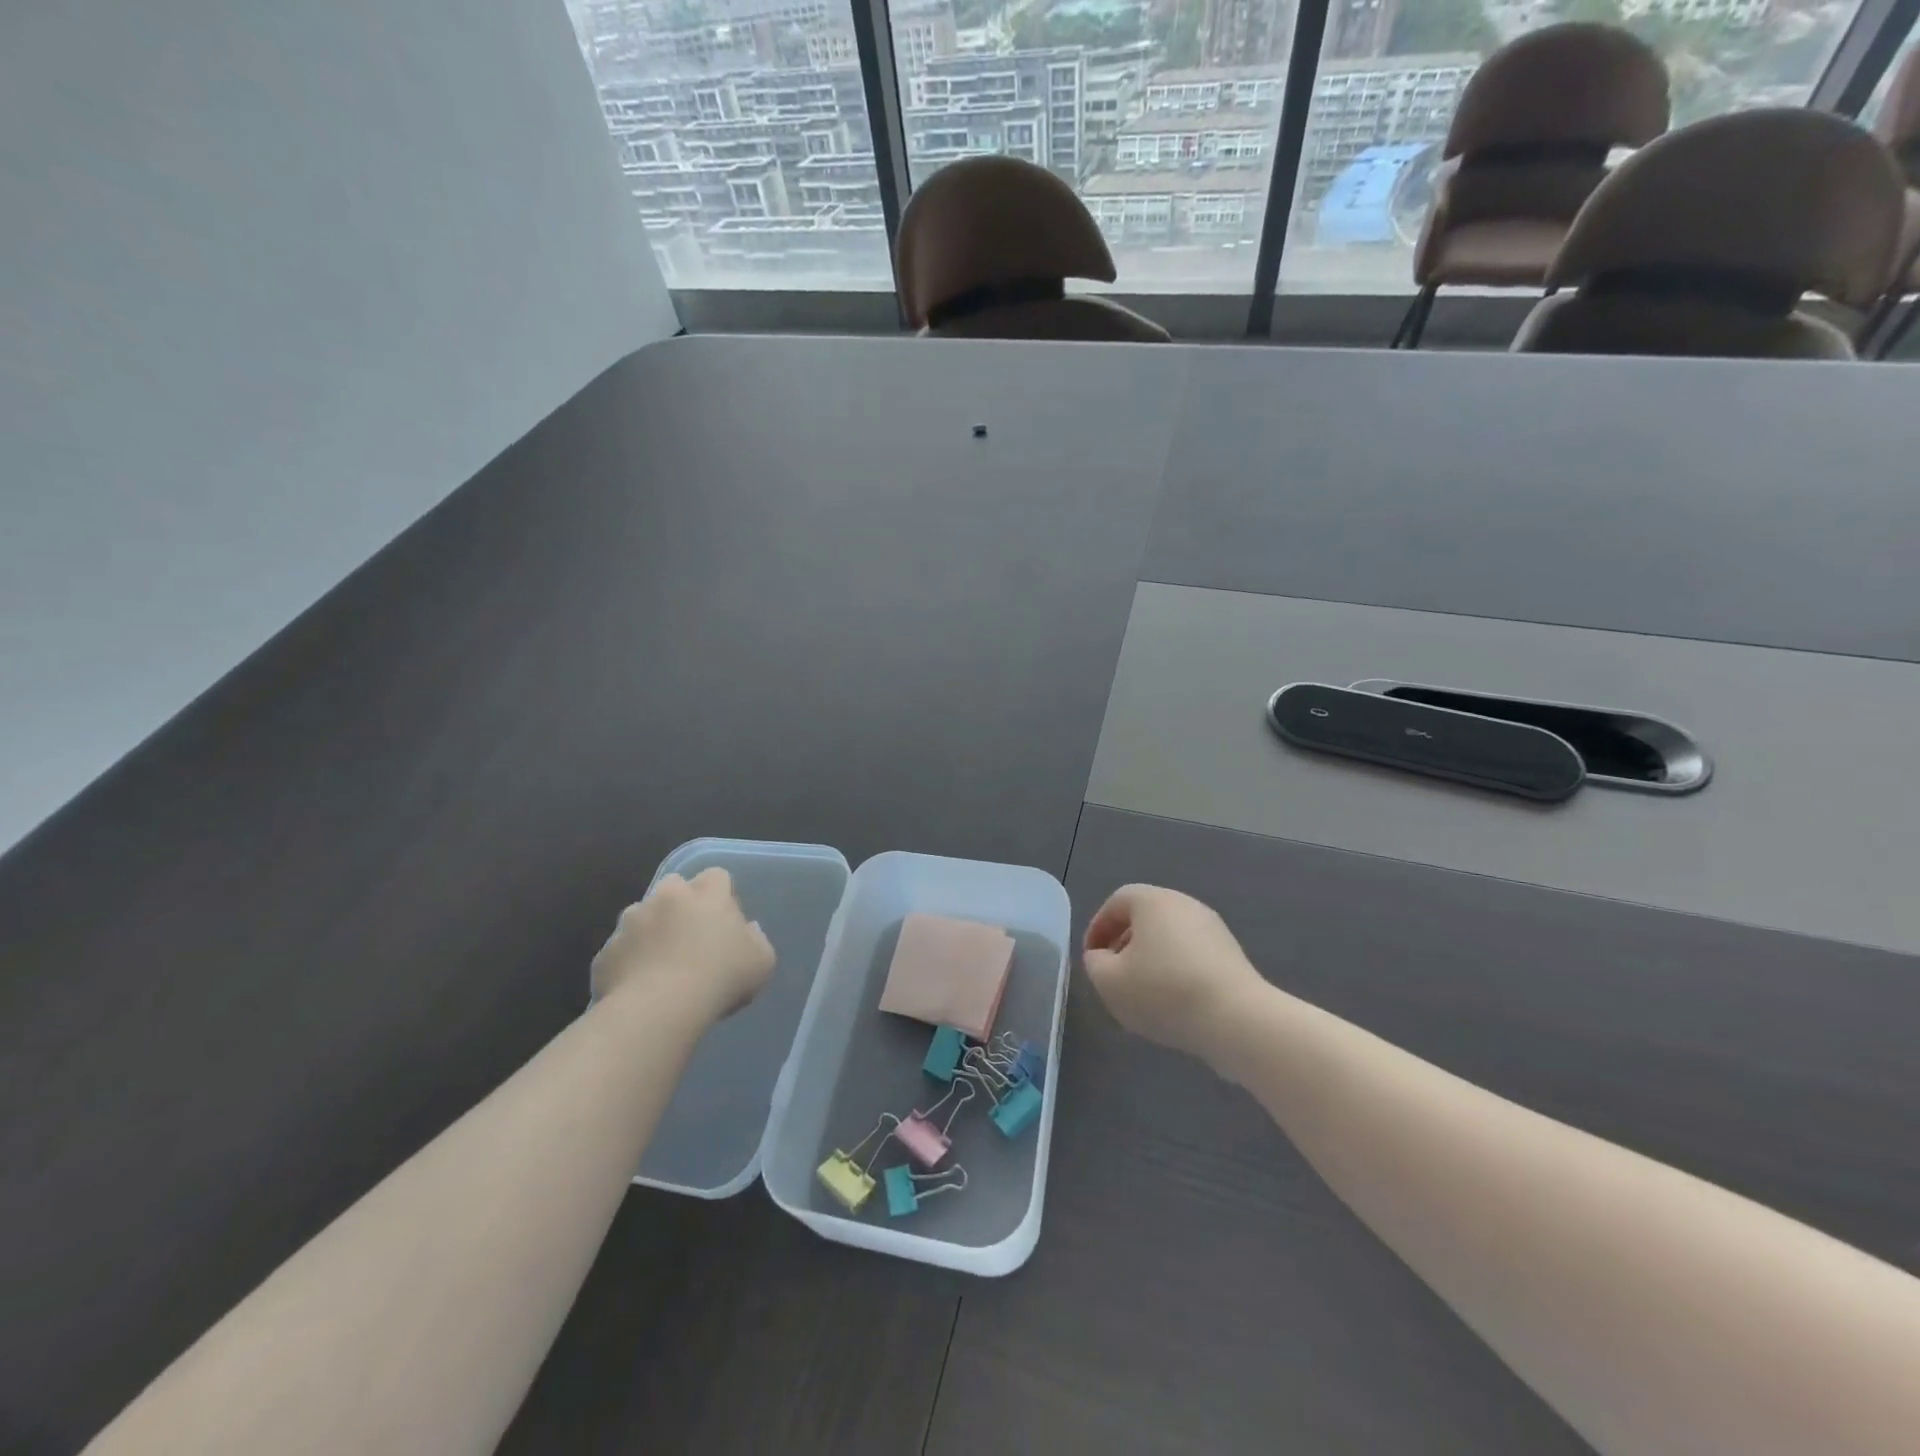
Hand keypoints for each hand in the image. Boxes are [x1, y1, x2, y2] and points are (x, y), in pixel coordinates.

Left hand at [591, 867, 774, 1024]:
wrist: (659, 1009)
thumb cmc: (720, 978)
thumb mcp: (762, 961)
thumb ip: (756, 939)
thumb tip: (745, 931)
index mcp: (706, 894)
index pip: (716, 876)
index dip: (721, 894)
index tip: (726, 920)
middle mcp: (666, 898)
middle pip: (674, 886)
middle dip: (680, 904)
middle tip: (690, 936)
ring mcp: (630, 922)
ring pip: (641, 916)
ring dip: (651, 931)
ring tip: (660, 965)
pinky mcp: (606, 952)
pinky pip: (620, 950)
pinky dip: (629, 962)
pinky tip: (639, 987)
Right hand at [1082, 885, 1267, 1062]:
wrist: (1236, 1019)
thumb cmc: (1164, 992)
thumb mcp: (1110, 981)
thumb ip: (1095, 963)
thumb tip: (1102, 956)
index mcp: (1152, 901)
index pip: (1117, 902)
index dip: (1098, 928)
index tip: (1091, 958)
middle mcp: (1184, 904)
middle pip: (1145, 917)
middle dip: (1124, 943)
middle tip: (1113, 973)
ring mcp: (1212, 928)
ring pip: (1169, 937)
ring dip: (1150, 958)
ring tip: (1142, 992)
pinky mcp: (1231, 954)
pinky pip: (1191, 954)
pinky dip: (1175, 970)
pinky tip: (1173, 1001)